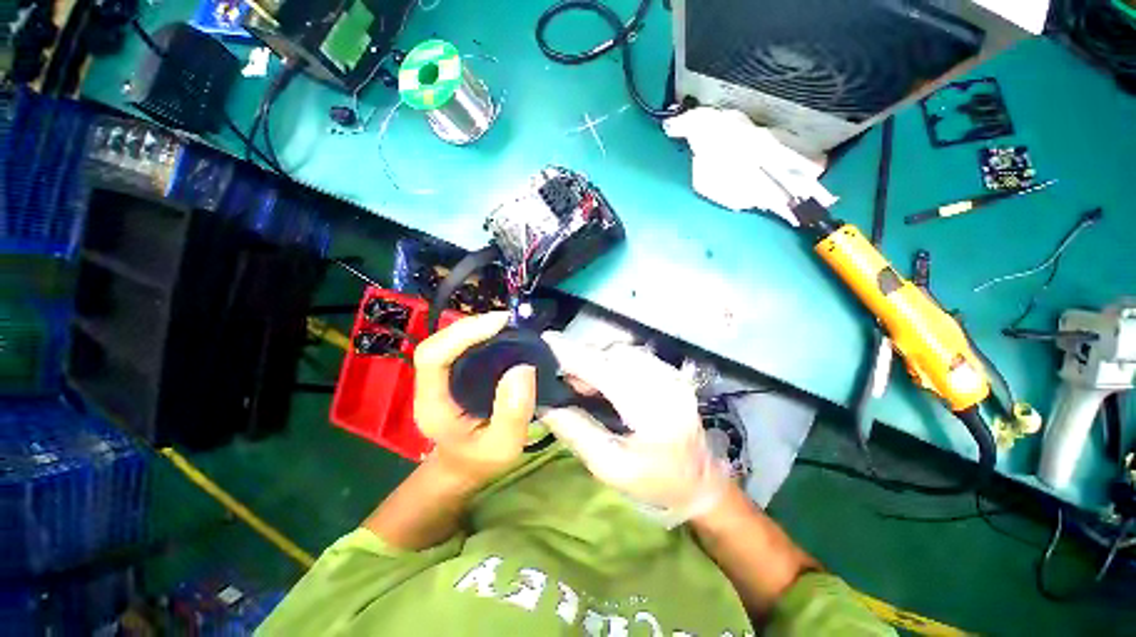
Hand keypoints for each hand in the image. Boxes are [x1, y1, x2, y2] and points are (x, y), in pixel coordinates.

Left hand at [414, 313, 536, 486]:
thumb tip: (523, 368)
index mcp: (433, 404)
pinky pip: (461, 346)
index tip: (498, 324)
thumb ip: (512, 413)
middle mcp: (430, 385)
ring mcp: (440, 377)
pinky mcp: (453, 373)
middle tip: (506, 321)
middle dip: (470, 325)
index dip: (461, 334)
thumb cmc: (481, 460)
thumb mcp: (504, 447)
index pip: (432, 356)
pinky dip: (479, 335)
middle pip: (438, 342)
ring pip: (448, 341)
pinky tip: (500, 334)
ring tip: (505, 324)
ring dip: (475, 327)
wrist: (465, 466)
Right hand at [540, 332, 729, 526]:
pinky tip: (605, 382)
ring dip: (597, 361)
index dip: (573, 353)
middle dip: (583, 360)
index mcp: (652, 410)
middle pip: (613, 354)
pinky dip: (612, 362)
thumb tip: (544, 404)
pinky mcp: (671, 373)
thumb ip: (576, 431)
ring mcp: (672, 374)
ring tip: (584, 385)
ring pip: (622, 352)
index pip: (604, 370)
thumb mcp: (609, 466)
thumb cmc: (655, 483)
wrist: (701, 484)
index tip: (546, 340)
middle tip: (565, 380)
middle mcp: (665, 382)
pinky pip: (633, 356)